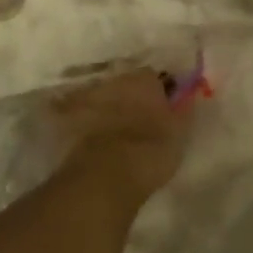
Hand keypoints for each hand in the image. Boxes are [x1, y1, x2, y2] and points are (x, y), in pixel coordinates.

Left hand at [51, 70, 189, 205]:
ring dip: (106, 109)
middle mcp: (113, 80)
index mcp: (143, 79)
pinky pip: (74, 115)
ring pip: (100, 98)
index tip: (162, 109)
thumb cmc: (151, 151)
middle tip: (136, 120)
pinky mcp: (66, 117)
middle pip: (124, 85)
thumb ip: (182, 110)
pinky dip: (80, 122)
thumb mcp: (180, 132)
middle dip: (129, 98)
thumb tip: (186, 97)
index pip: (154, 77)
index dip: (158, 93)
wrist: (106, 174)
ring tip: (112, 133)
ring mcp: (87, 97)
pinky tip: (86, 138)